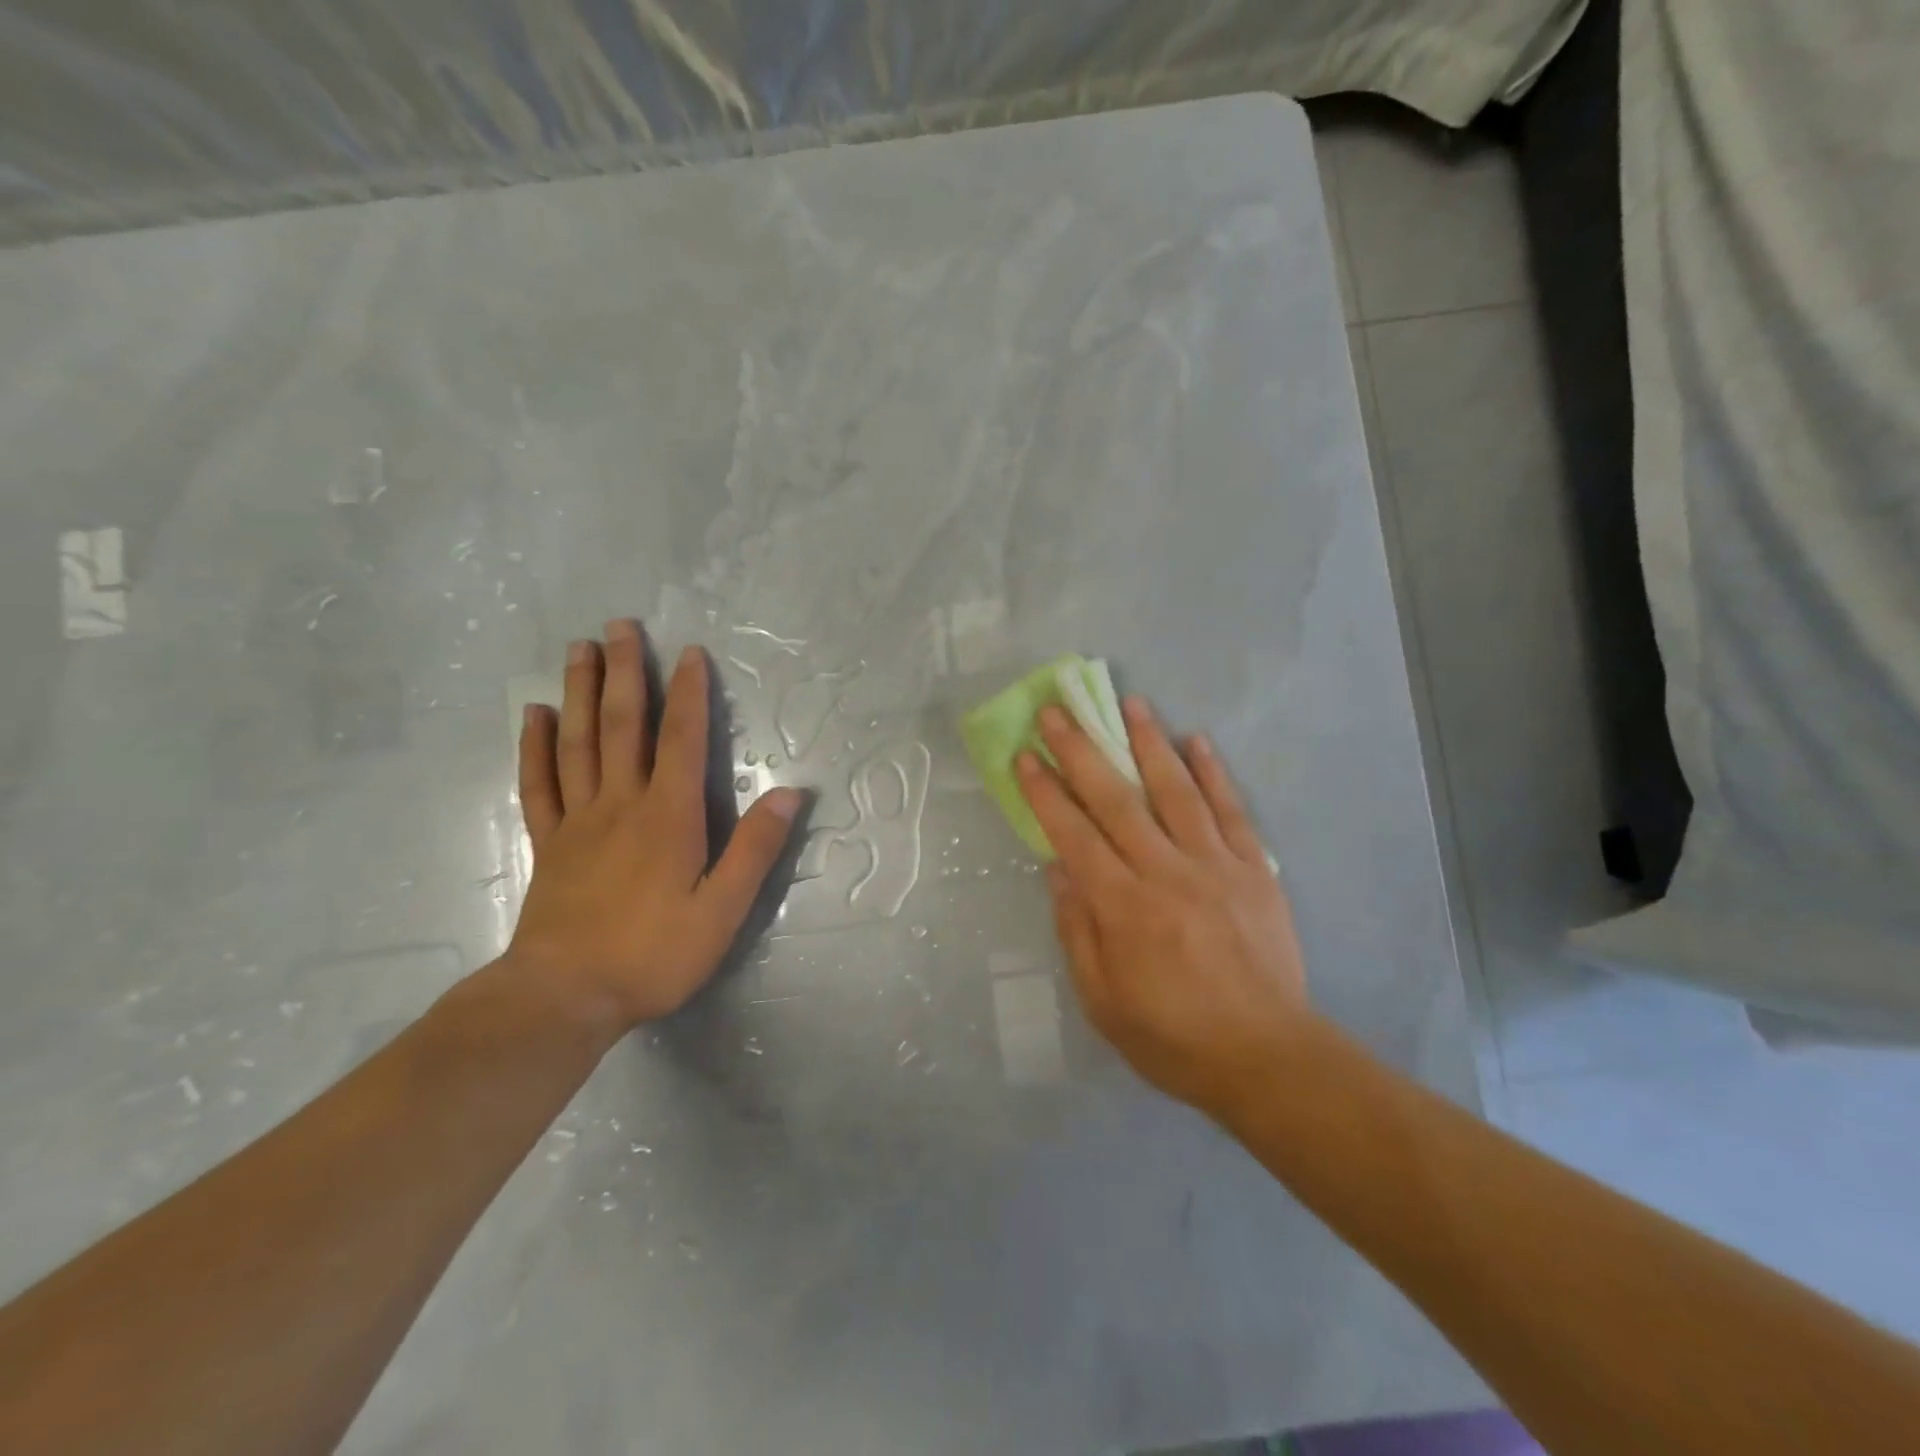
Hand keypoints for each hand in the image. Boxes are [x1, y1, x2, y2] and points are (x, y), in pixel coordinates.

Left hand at [507, 620, 801, 1032]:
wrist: (564, 996)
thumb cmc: (654, 954)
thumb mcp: (723, 910)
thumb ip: (754, 849)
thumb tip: (790, 793)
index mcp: (668, 816)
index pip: (682, 739)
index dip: (688, 694)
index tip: (690, 653)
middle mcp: (622, 804)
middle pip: (622, 725)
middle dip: (625, 672)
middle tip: (620, 626)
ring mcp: (578, 821)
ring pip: (577, 742)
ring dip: (579, 692)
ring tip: (580, 649)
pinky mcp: (550, 843)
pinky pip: (540, 784)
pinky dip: (536, 747)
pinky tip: (534, 716)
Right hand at [1017, 698, 1313, 1119]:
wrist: (1266, 1058)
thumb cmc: (1172, 1037)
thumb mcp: (1102, 1000)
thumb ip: (1076, 929)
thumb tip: (1056, 867)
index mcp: (1122, 907)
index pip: (1074, 835)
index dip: (1046, 792)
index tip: (1026, 755)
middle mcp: (1165, 873)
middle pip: (1116, 800)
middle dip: (1082, 751)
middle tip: (1058, 711)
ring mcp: (1215, 865)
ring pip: (1175, 791)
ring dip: (1149, 742)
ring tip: (1130, 702)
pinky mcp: (1254, 870)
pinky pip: (1231, 811)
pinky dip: (1214, 773)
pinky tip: (1197, 740)